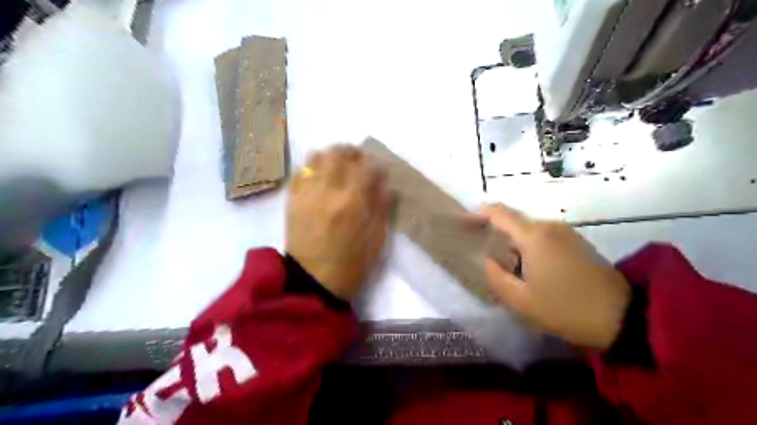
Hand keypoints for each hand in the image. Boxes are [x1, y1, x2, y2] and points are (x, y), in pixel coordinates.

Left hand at [286, 145, 389, 297]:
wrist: (313, 282)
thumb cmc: (352, 264)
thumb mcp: (377, 239)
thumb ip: (382, 207)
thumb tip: (383, 184)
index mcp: (353, 201)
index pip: (367, 166)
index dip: (377, 166)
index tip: (379, 173)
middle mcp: (328, 190)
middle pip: (339, 153)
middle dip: (353, 153)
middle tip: (359, 163)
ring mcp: (307, 193)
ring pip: (316, 157)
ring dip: (331, 157)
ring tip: (338, 167)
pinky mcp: (292, 200)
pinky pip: (300, 172)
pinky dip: (313, 168)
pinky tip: (320, 178)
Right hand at [482, 204, 630, 347]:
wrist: (623, 317)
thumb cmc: (565, 308)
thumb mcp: (521, 300)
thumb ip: (496, 277)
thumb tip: (486, 260)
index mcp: (533, 235)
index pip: (499, 212)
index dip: (479, 213)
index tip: (465, 223)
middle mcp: (549, 226)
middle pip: (514, 220)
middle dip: (495, 231)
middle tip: (482, 250)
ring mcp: (566, 232)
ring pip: (529, 229)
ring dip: (513, 240)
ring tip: (504, 262)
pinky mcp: (577, 241)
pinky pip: (544, 236)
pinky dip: (530, 245)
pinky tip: (528, 266)